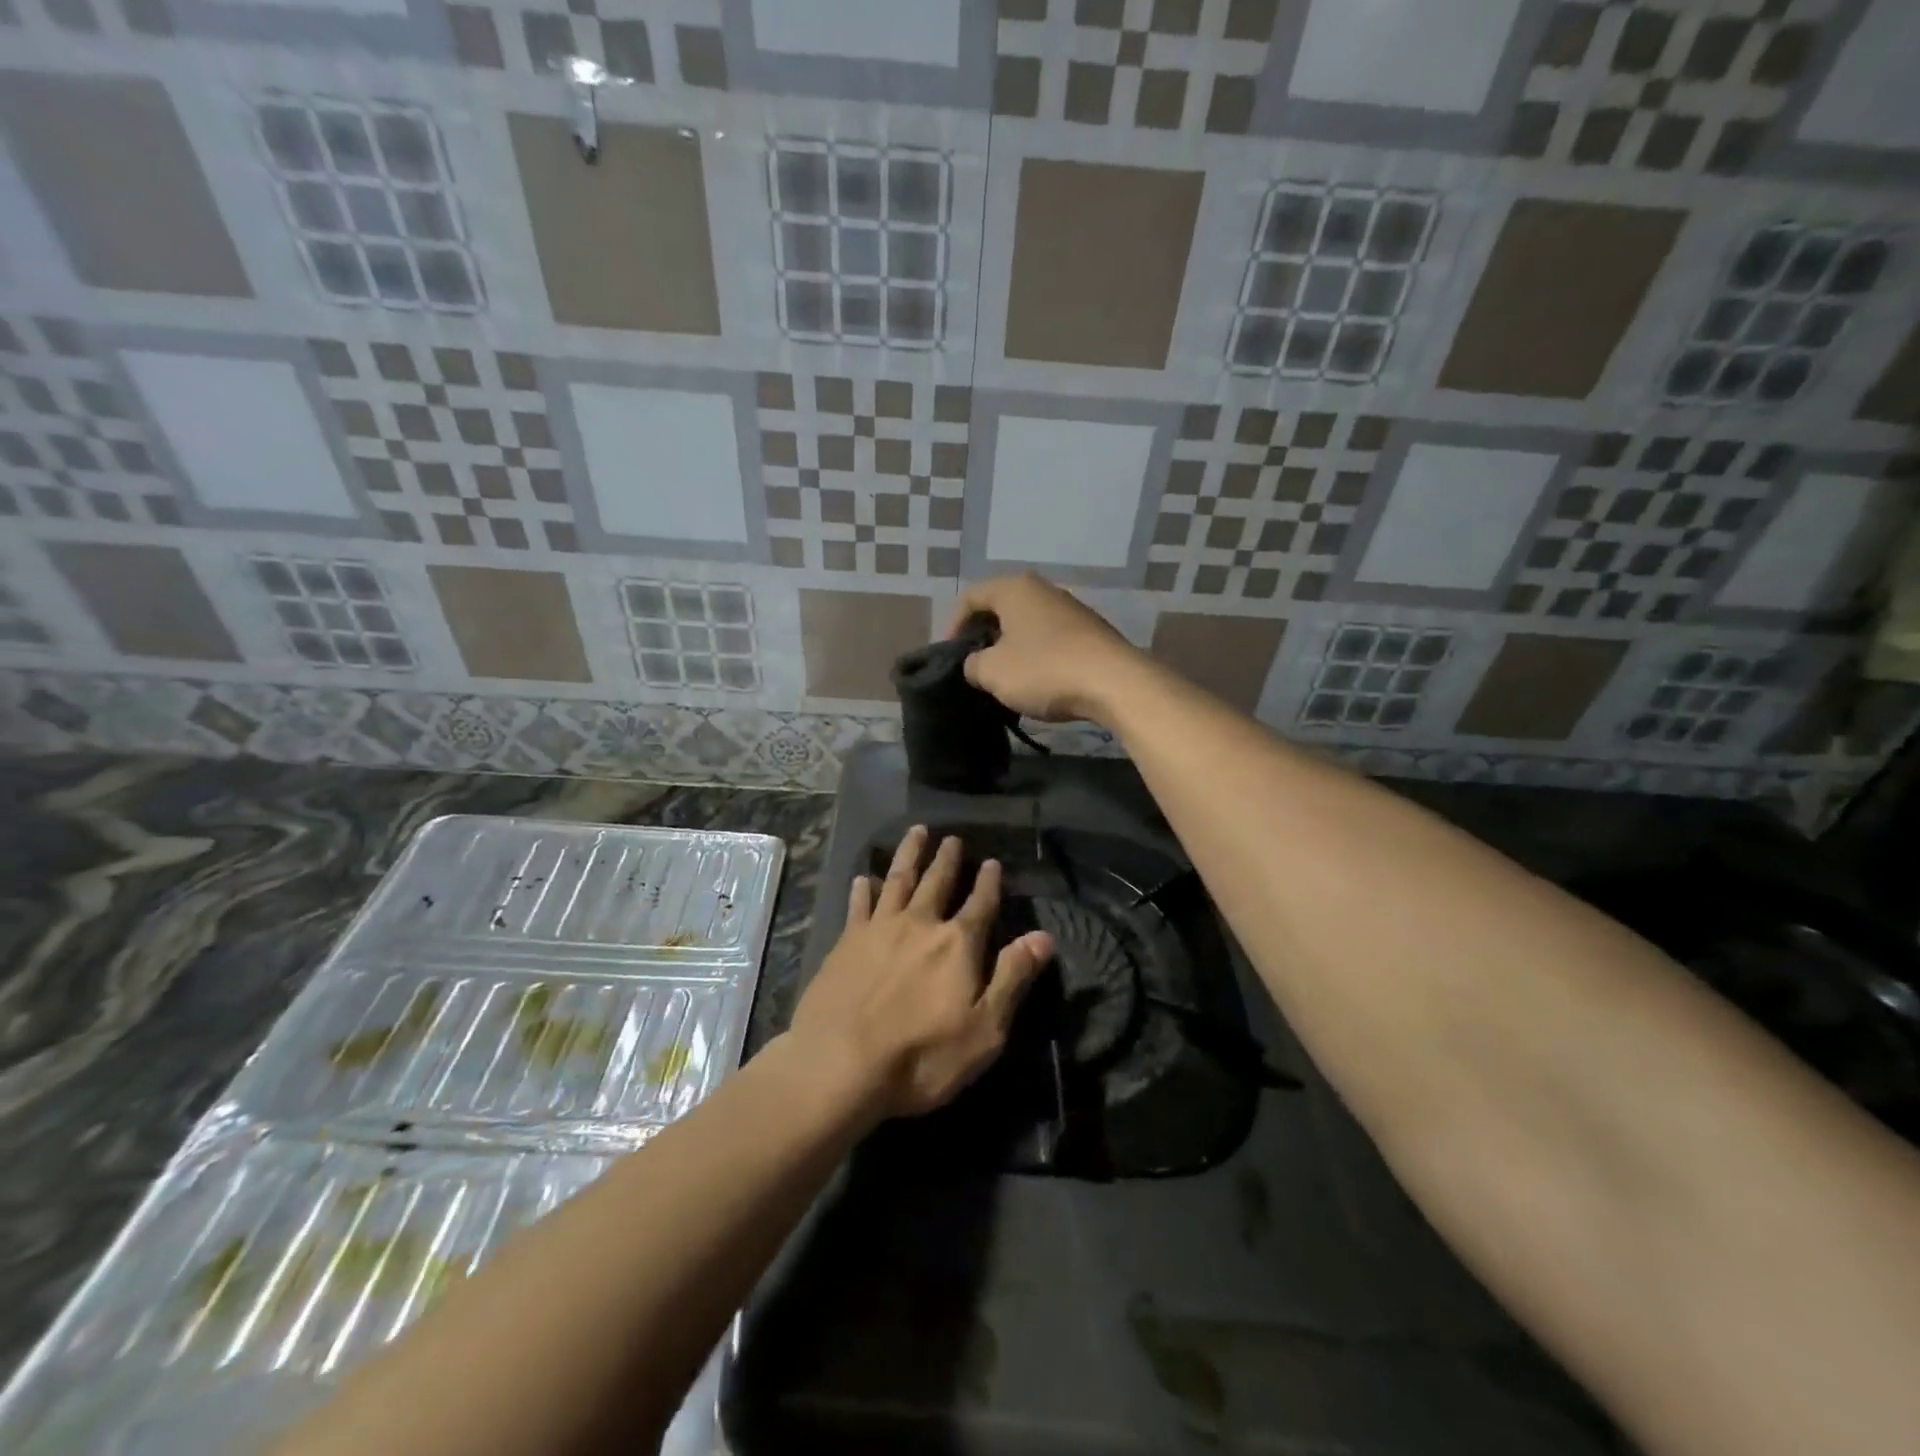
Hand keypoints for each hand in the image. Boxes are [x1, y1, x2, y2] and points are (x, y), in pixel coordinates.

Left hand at [788, 826, 1053, 1119]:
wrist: (840, 1064)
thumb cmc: (922, 1056)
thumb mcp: (985, 1029)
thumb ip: (1013, 978)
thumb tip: (1044, 937)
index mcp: (957, 944)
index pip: (980, 905)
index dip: (988, 883)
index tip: (993, 862)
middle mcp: (920, 924)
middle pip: (937, 882)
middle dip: (947, 859)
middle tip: (952, 837)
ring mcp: (879, 929)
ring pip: (898, 879)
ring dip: (909, 854)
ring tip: (917, 832)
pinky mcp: (845, 942)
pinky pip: (858, 905)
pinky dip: (863, 889)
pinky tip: (863, 878)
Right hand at [949, 573, 1144, 723]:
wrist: (1114, 683)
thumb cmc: (1044, 670)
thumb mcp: (993, 672)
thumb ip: (972, 665)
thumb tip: (976, 664)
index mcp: (1014, 589)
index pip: (970, 597)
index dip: (953, 626)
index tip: (950, 656)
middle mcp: (1043, 590)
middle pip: (1000, 608)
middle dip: (983, 636)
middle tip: (974, 665)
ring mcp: (1071, 609)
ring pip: (1027, 624)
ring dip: (1010, 647)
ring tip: (1003, 677)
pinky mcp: (1090, 632)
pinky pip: (1050, 638)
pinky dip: (1036, 655)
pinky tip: (1036, 681)